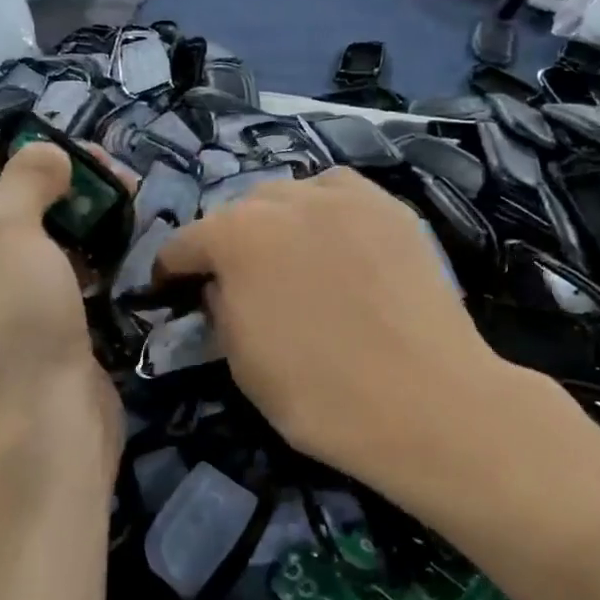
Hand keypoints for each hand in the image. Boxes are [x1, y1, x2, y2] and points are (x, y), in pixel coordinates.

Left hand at [0, 142, 118, 445]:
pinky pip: (58, 277)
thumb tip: (47, 154)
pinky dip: (85, 255)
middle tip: (106, 166)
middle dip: (56, 185)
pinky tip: (117, 236)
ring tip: (123, 192)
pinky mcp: (36, 330)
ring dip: (77, 217)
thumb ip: (25, 178)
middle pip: (4, 212)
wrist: (44, 421)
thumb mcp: (5, 229)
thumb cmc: (7, 315)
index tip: (60, 132)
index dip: (12, 151)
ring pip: (38, 245)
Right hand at [154, 167, 578, 503]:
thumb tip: (221, 287)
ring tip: (290, 257)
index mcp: (236, 237)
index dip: (173, 271)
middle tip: (238, 280)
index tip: (173, 290)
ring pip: (290, 195)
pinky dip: (325, 213)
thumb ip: (220, 309)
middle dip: (228, 242)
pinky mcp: (391, 207)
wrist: (426, 403)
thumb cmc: (319, 395)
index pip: (185, 243)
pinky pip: (340, 196)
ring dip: (276, 222)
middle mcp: (284, 199)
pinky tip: (337, 245)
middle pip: (238, 211)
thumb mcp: (241, 363)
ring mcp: (344, 197)